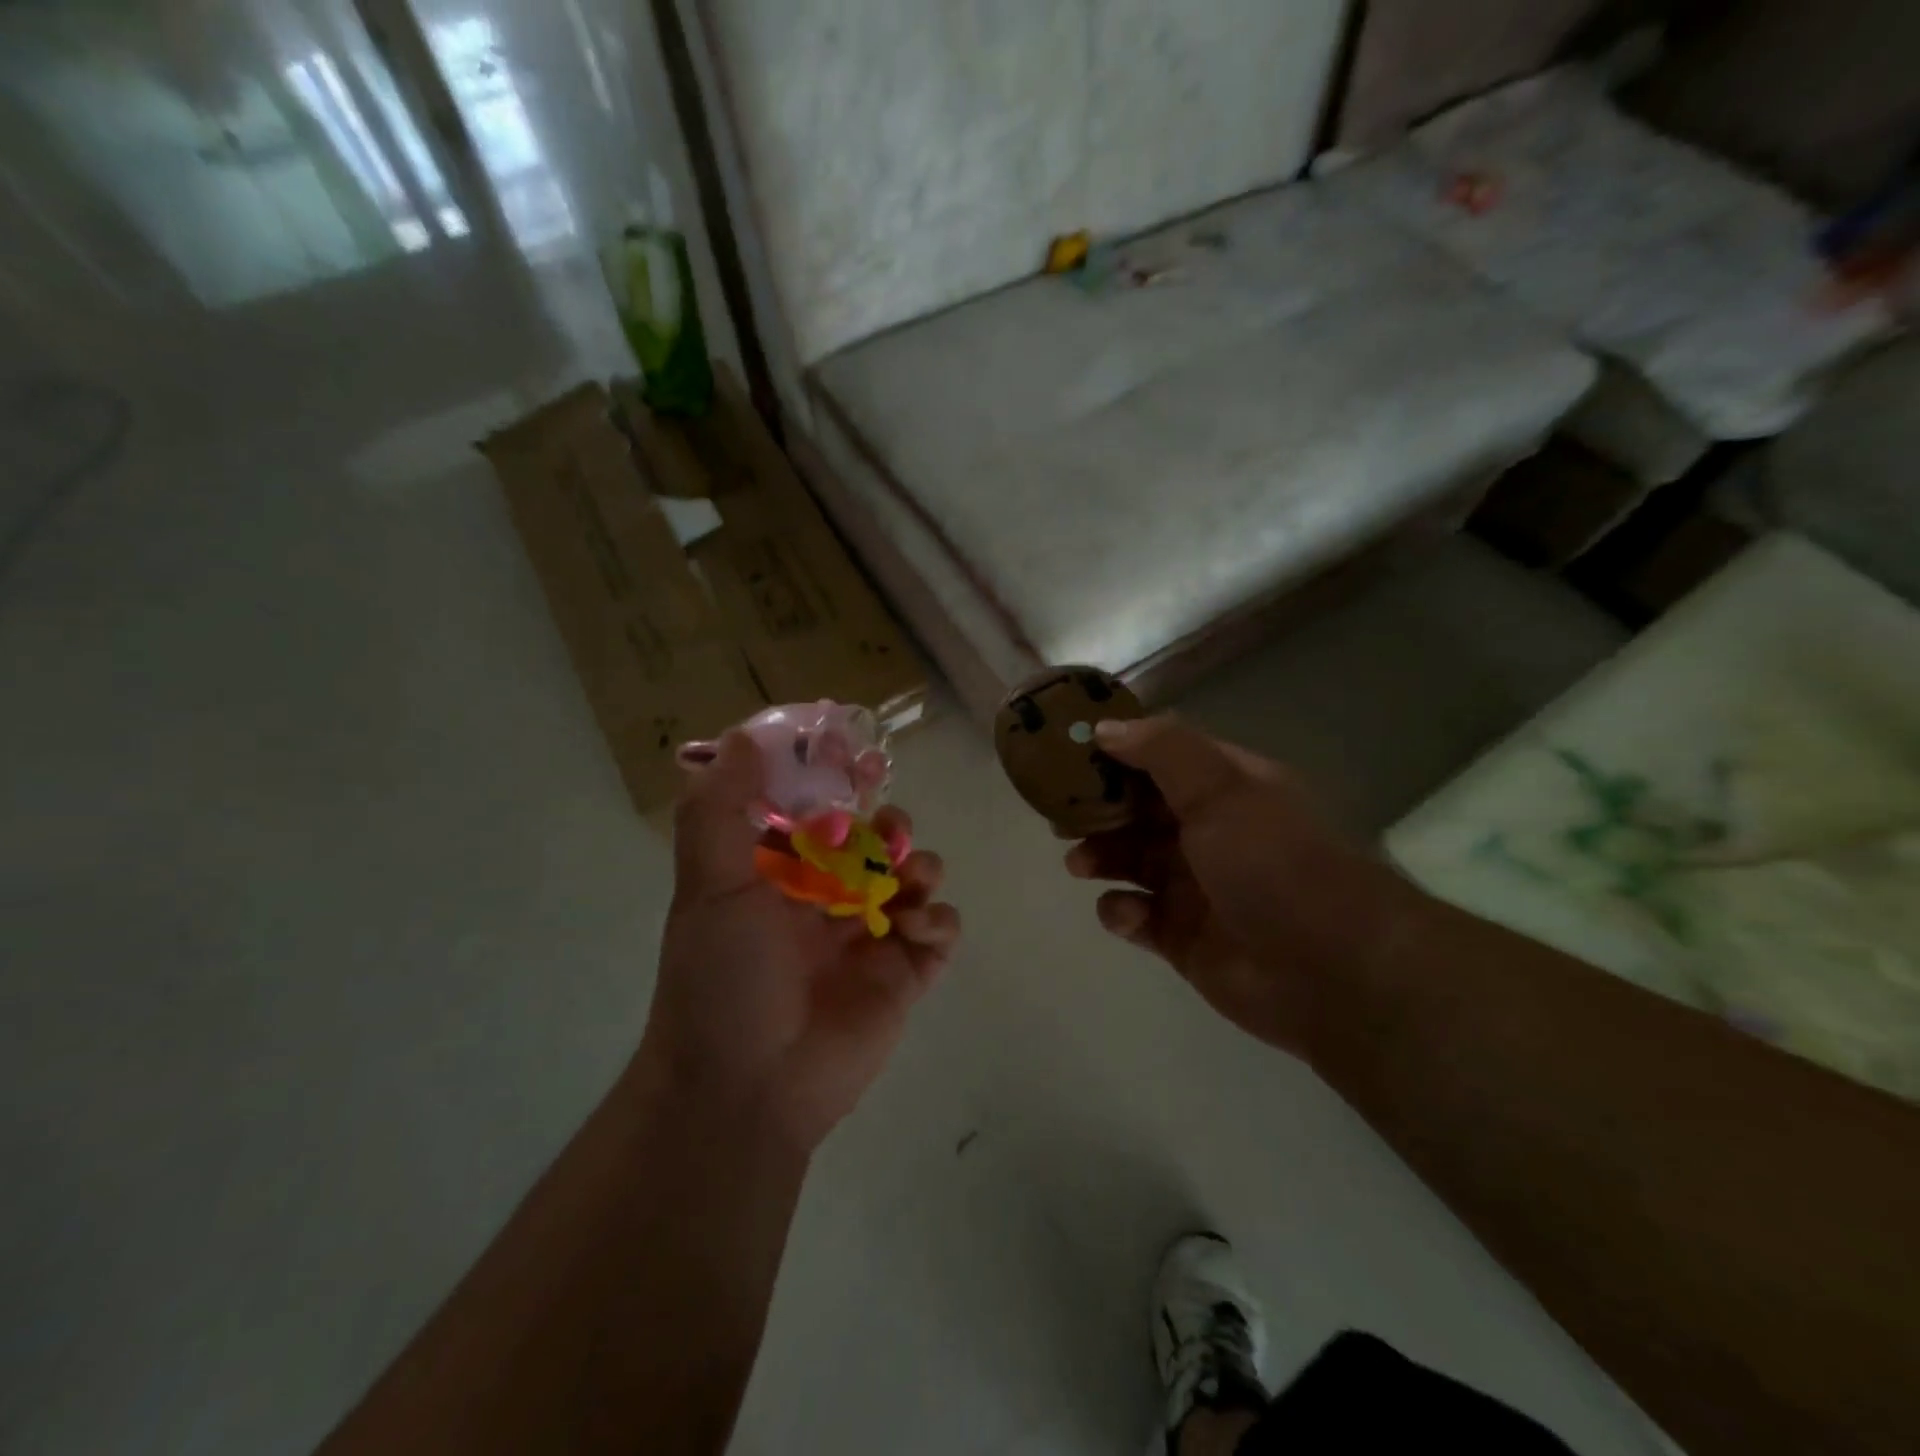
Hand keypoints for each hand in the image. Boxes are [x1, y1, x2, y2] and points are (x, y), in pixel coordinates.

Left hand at [641, 732, 960, 1153]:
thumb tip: (743, 736)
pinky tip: (913, 927)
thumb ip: (720, 810)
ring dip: (920, 865)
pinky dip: (937, 918)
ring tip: (907, 880)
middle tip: (890, 833)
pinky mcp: (904, 975)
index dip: (844, 785)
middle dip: (891, 826)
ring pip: (915, 878)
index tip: (861, 763)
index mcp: (783, 875)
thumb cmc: (724, 978)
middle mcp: (827, 899)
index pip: (822, 813)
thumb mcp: (709, 886)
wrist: (747, 1089)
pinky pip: (940, 930)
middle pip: (878, 841)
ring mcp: (869, 937)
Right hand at [1065, 716, 1415, 1060]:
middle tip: (1059, 816)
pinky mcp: (1181, 936)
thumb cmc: (1271, 861)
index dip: (1115, 754)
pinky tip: (1127, 914)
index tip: (1068, 755)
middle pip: (1137, 811)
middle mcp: (1209, 832)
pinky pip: (1135, 915)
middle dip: (1097, 811)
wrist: (1330, 970)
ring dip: (1100, 857)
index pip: (1160, 758)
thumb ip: (1161, 749)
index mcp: (1225, 788)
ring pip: (1130, 861)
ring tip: (1080, 864)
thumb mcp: (1220, 787)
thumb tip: (1106, 727)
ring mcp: (1195, 886)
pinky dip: (1121, 911)